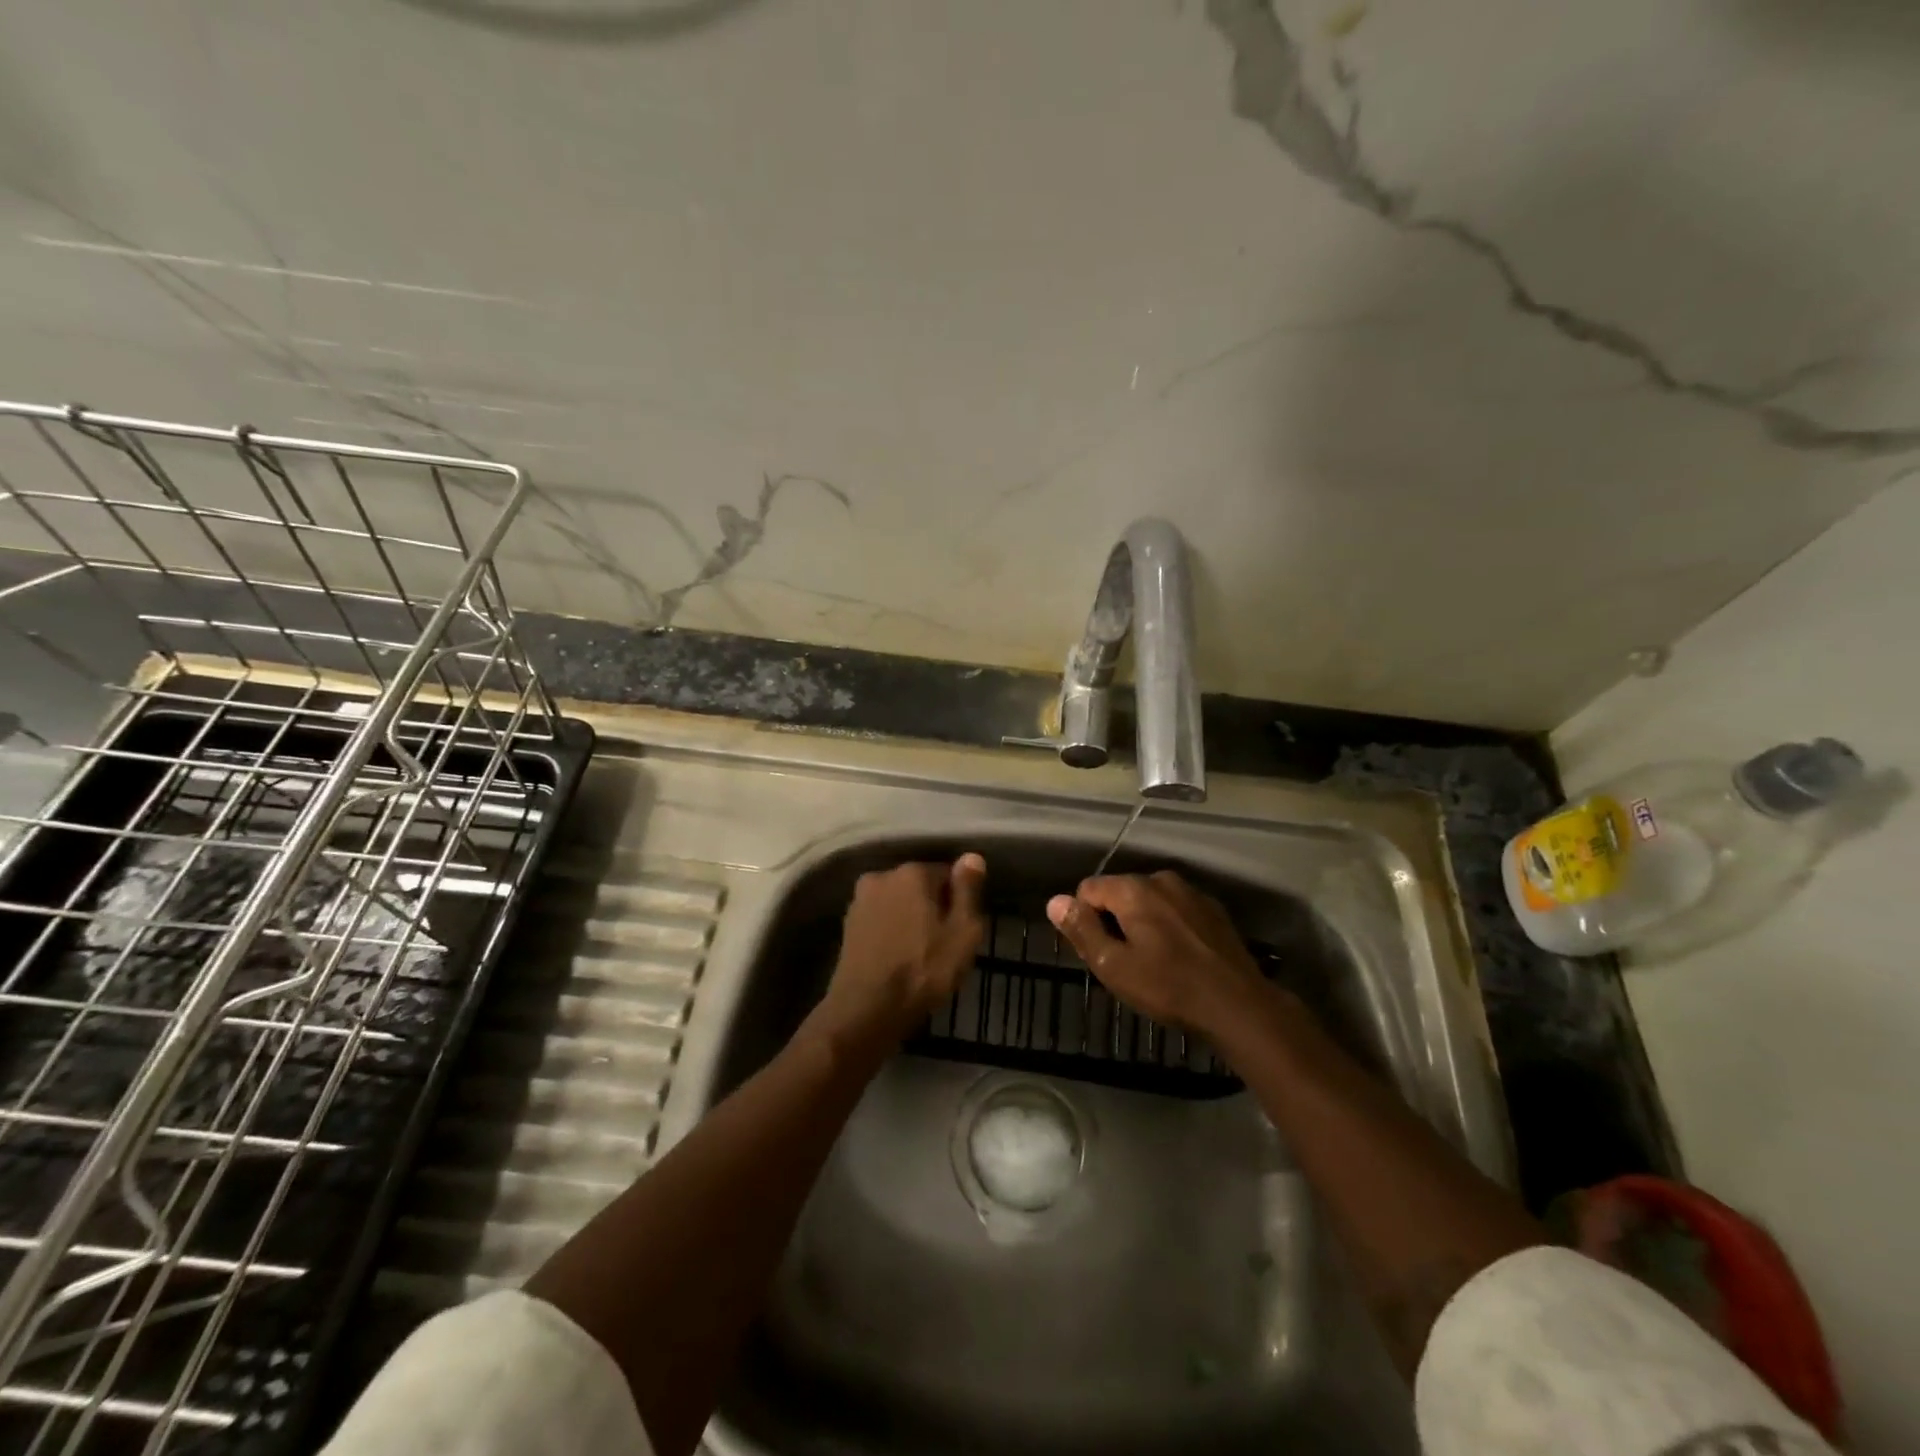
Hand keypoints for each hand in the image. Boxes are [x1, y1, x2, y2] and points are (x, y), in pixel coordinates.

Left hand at [814, 854, 986, 1045]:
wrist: (866, 1009)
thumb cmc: (923, 970)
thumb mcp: (963, 933)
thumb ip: (968, 891)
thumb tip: (972, 857)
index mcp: (912, 872)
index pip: (947, 874)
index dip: (958, 902)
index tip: (961, 930)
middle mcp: (882, 876)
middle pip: (920, 886)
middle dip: (932, 907)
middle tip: (943, 944)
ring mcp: (860, 900)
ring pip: (899, 903)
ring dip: (910, 919)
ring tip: (920, 955)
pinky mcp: (848, 925)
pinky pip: (881, 920)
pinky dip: (891, 932)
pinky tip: (898, 958)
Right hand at [1046, 870, 1265, 1032]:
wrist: (1238, 1005)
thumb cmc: (1168, 987)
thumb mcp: (1114, 966)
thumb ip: (1082, 929)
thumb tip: (1054, 901)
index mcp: (1133, 889)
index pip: (1088, 889)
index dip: (1085, 920)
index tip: (1099, 952)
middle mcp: (1161, 879)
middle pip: (1120, 892)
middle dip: (1115, 921)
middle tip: (1125, 962)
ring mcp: (1191, 893)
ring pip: (1150, 901)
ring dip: (1143, 924)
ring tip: (1153, 962)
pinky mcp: (1213, 910)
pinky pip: (1176, 911)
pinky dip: (1170, 927)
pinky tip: (1180, 958)